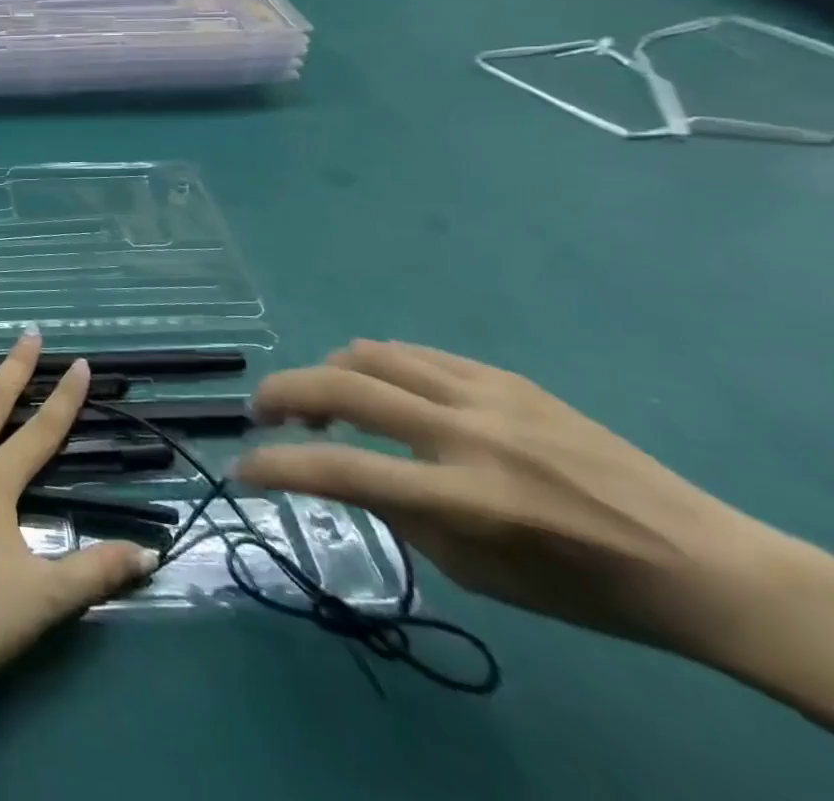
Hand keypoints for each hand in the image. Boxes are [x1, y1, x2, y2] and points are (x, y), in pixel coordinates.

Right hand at [237, 340, 785, 655]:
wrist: (698, 561)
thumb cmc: (581, 586)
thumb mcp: (477, 573)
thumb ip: (398, 514)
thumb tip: (337, 470)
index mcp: (465, 500)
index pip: (342, 471)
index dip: (278, 468)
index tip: (242, 468)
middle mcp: (466, 434)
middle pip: (342, 387)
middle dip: (283, 394)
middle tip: (263, 413)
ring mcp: (487, 395)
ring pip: (371, 354)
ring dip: (327, 373)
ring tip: (323, 400)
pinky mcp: (505, 376)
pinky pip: (415, 354)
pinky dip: (377, 367)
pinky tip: (381, 389)